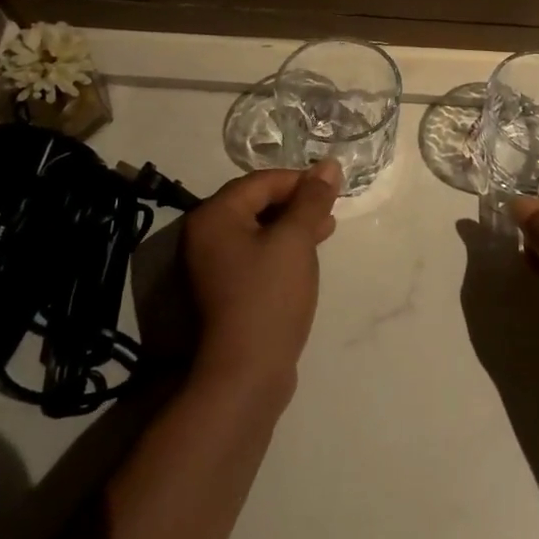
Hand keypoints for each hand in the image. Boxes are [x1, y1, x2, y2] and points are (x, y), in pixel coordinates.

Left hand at [183, 161, 341, 402]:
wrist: (245, 373)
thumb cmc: (269, 296)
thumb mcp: (296, 240)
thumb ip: (312, 199)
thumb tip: (329, 164)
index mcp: (215, 216)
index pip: (261, 181)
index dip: (299, 181)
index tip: (332, 190)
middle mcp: (206, 235)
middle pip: (257, 202)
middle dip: (297, 203)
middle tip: (331, 209)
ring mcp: (213, 265)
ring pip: (259, 229)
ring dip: (293, 225)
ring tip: (327, 228)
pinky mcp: (226, 289)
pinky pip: (256, 253)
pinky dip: (282, 247)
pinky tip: (308, 254)